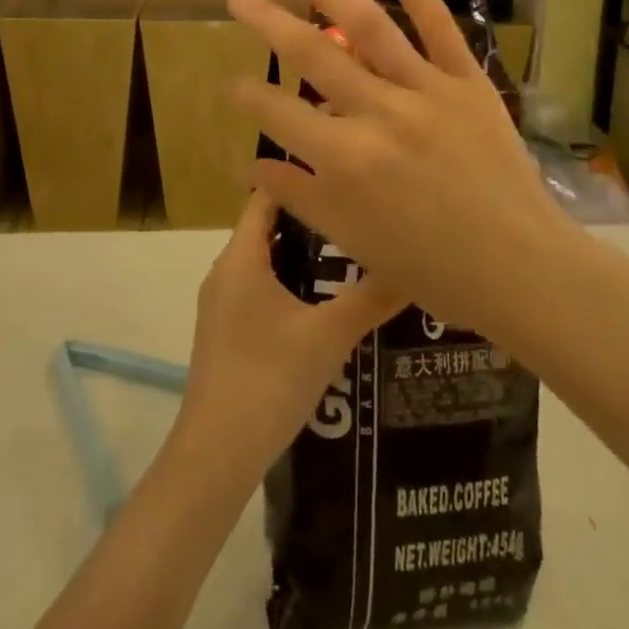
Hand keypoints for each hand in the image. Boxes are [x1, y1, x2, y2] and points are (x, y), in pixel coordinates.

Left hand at [174, 191, 402, 476]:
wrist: (216, 454)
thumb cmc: (269, 380)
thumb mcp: (329, 335)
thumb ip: (371, 297)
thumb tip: (413, 265)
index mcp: (241, 258)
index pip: (268, 195)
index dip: (303, 179)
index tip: (343, 173)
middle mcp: (226, 271)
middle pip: (268, 226)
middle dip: (312, 218)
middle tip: (359, 213)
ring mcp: (223, 303)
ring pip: (266, 260)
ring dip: (303, 254)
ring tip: (352, 252)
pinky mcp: (227, 330)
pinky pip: (261, 287)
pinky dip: (291, 282)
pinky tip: (325, 302)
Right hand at [226, 0, 568, 336]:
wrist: (519, 266)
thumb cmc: (431, 266)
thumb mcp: (354, 239)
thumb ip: (299, 197)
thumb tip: (251, 166)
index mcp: (347, 160)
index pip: (280, 115)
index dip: (249, 97)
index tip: (232, 83)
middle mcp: (380, 113)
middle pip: (311, 54)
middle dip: (265, 21)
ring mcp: (426, 89)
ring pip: (366, 25)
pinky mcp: (466, 79)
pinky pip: (437, 22)